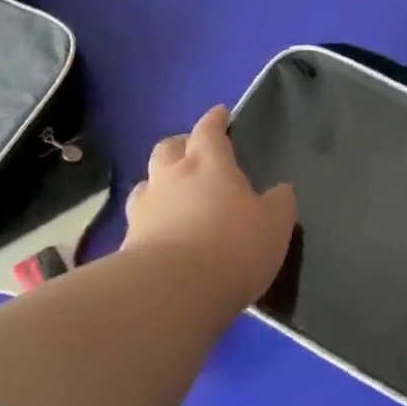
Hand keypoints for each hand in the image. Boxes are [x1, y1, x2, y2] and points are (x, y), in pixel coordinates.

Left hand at [123, 106, 297, 309]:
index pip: (209, 130)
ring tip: (173, 195)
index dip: (215, 120)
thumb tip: (279, 191)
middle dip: (181, 145)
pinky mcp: (127, 243)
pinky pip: (139, 221)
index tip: (220, 113)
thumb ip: (279, 202)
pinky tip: (161, 235)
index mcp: (208, 164)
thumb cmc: (233, 246)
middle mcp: (171, 177)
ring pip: (147, 183)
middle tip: (193, 153)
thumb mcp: (275, 223)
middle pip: (168, 148)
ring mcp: (144, 209)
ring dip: (159, 182)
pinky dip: (151, 221)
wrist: (172, 292)